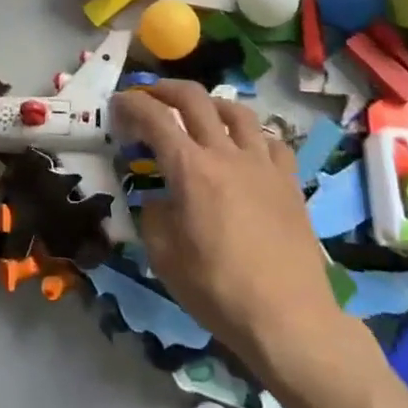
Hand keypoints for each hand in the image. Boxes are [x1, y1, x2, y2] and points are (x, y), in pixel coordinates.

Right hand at [110, 81, 346, 371]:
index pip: (154, 118)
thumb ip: (153, 216)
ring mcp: (262, 164)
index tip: (118, 103)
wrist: (288, 318)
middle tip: (150, 95)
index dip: (132, 104)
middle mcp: (225, 154)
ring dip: (210, 104)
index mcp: (190, 169)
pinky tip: (246, 149)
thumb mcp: (164, 257)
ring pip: (237, 111)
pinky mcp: (289, 181)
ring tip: (200, 114)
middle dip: (165, 89)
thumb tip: (159, 200)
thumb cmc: (218, 289)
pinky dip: (252, 135)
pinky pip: (271, 141)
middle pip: (194, 99)